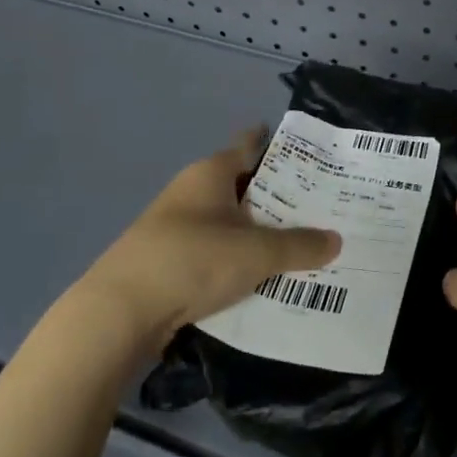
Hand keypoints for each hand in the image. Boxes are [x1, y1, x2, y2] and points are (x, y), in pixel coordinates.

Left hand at [80, 127, 339, 348]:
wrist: (120, 312)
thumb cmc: (192, 260)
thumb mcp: (257, 253)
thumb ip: (300, 245)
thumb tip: (336, 240)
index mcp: (210, 173)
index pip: (249, 144)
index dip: (278, 145)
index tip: (310, 152)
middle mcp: (192, 192)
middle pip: (243, 185)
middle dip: (278, 195)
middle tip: (321, 204)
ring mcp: (176, 227)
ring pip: (230, 221)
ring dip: (258, 231)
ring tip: (301, 242)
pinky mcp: (168, 260)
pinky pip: (216, 251)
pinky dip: (239, 258)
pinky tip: (264, 275)